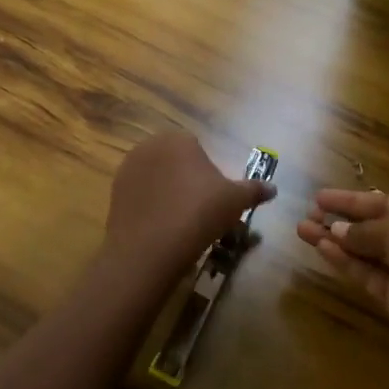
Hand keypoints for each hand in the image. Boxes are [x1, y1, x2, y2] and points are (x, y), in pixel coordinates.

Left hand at [104, 133, 275, 280]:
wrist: (150, 248)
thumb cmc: (199, 214)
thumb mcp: (235, 201)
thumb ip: (255, 190)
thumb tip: (274, 188)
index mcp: (179, 139)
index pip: (199, 151)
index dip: (209, 176)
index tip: (213, 201)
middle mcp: (150, 146)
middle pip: (176, 162)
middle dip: (187, 182)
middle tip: (199, 213)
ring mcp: (128, 168)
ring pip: (157, 178)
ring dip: (167, 193)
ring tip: (179, 223)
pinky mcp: (114, 191)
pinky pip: (140, 195)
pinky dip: (149, 207)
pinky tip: (159, 228)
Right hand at [297, 190, 388, 358]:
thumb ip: (365, 229)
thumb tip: (336, 230)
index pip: (385, 202)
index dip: (352, 200)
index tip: (321, 196)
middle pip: (372, 225)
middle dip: (340, 218)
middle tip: (309, 212)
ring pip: (364, 249)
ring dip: (335, 239)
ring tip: (302, 228)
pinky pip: (365, 272)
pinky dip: (343, 260)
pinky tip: (320, 247)